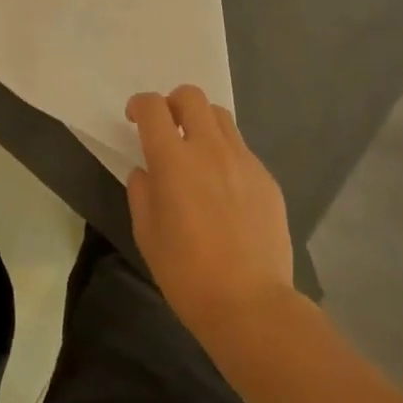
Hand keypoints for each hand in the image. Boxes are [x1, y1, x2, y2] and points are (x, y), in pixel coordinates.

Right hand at [125, 86, 297, 350]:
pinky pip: (242, 150)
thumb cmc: (187, 273)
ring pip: (220, 116)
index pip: (153, 107)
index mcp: (173, 160)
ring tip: (197, 152)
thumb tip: (147, 172)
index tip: (135, 119)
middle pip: (191, 96)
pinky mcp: (266, 179)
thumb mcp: (147, 234)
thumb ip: (142, 191)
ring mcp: (243, 161)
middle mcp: (209, 149)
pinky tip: (224, 188)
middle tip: (168, 128)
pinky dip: (226, 154)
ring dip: (202, 123)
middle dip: (173, 103)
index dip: (140, 105)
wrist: (251, 305)